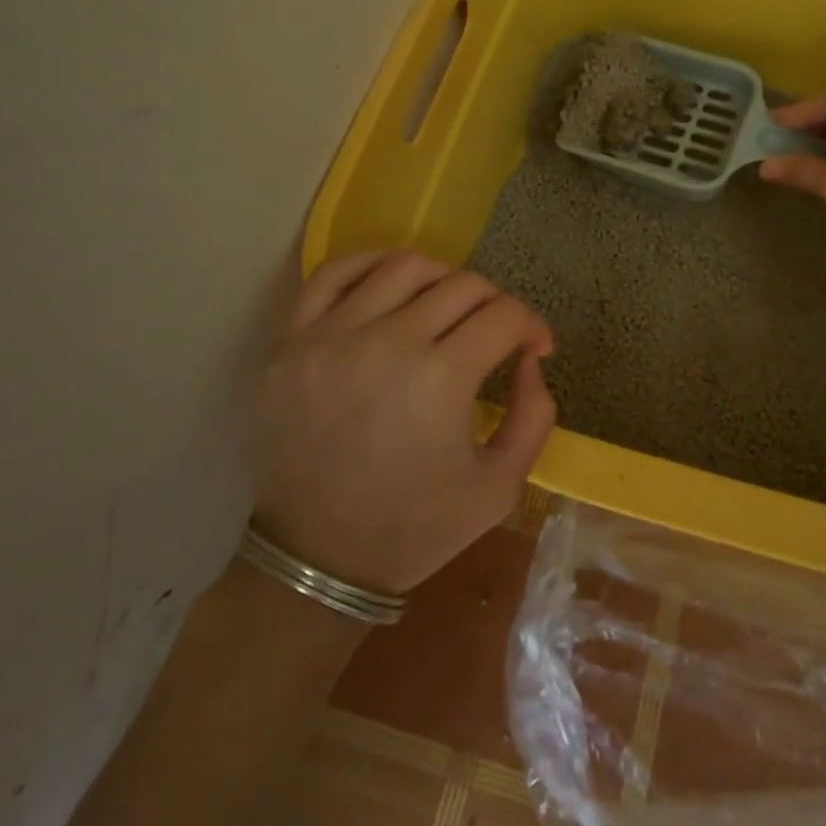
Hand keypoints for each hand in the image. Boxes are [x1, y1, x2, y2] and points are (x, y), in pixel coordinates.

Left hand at [250, 250, 555, 595]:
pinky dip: (371, 264)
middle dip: (494, 304)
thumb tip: (529, 358)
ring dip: (441, 279)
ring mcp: (332, 336)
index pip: (504, 316)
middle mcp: (387, 343)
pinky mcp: (292, 341)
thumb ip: (533, 415)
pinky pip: (334, 273)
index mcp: (440, 380)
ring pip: (404, 266)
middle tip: (494, 334)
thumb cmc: (413, 529)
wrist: (315, 562)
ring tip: (445, 308)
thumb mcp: (499, 488)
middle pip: (462, 285)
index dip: (531, 325)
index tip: (534, 348)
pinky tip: (391, 282)